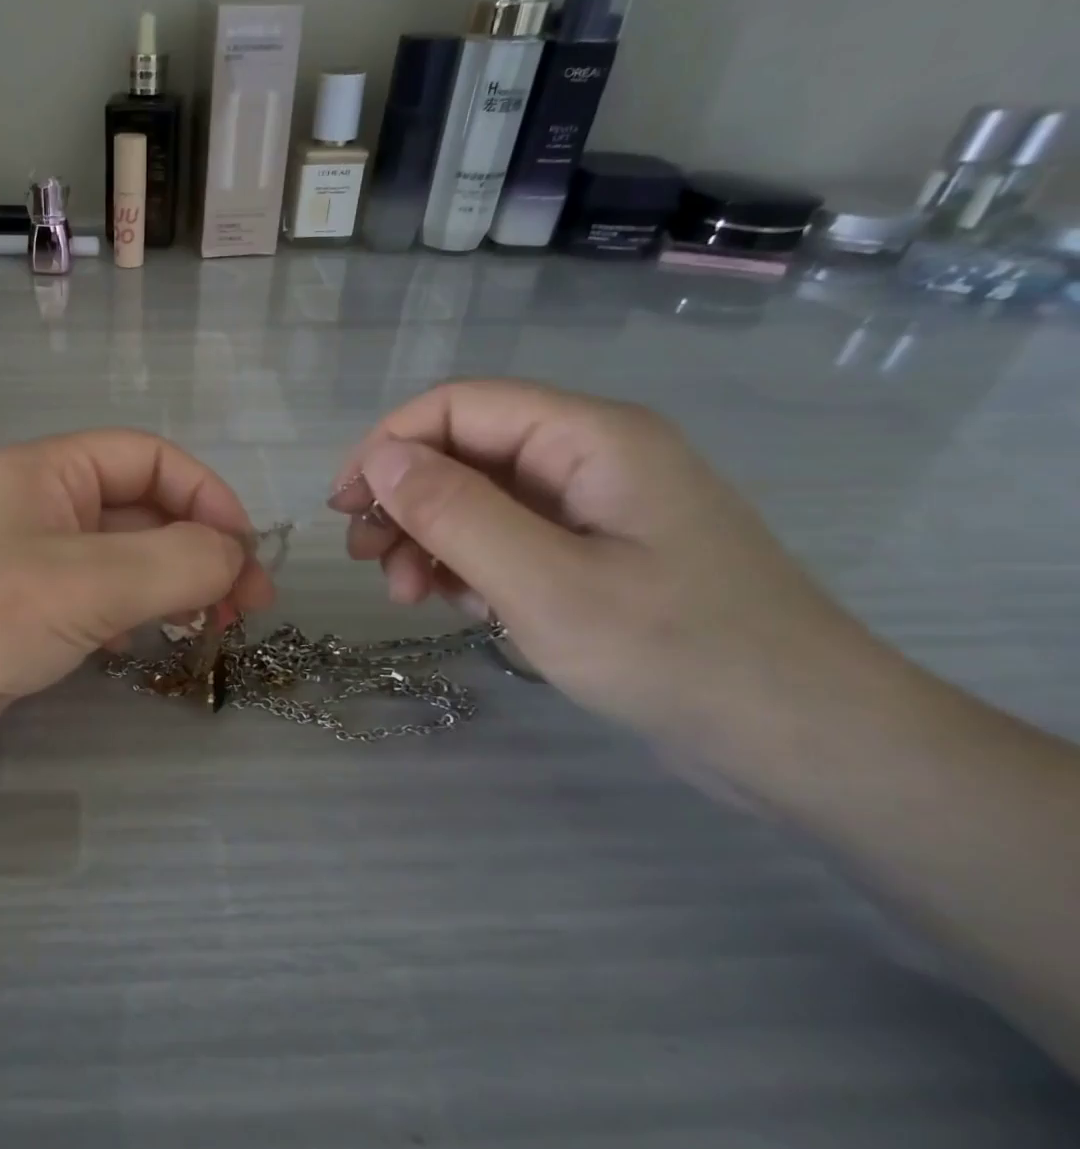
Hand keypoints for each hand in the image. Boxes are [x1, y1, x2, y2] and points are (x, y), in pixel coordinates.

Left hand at [0, 430, 274, 808]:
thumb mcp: (91, 580)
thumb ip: (178, 561)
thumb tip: (237, 559)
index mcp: (49, 472)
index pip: (151, 458)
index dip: (208, 496)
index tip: (246, 554)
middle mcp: (40, 508)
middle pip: (143, 510)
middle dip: (200, 549)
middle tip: (247, 606)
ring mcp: (31, 565)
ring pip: (125, 559)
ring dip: (173, 584)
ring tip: (209, 627)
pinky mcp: (25, 617)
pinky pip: (99, 600)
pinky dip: (133, 614)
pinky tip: (138, 644)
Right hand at [330, 380, 879, 747]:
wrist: (804, 743)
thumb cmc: (675, 654)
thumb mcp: (543, 584)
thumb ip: (454, 512)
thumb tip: (379, 459)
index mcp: (591, 437)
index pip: (459, 405)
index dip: (388, 445)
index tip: (344, 507)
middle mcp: (591, 456)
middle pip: (465, 450)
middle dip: (405, 501)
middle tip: (367, 562)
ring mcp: (595, 506)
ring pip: (480, 498)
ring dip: (430, 538)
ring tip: (408, 596)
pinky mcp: (596, 551)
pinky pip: (509, 537)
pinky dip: (469, 564)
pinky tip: (462, 606)